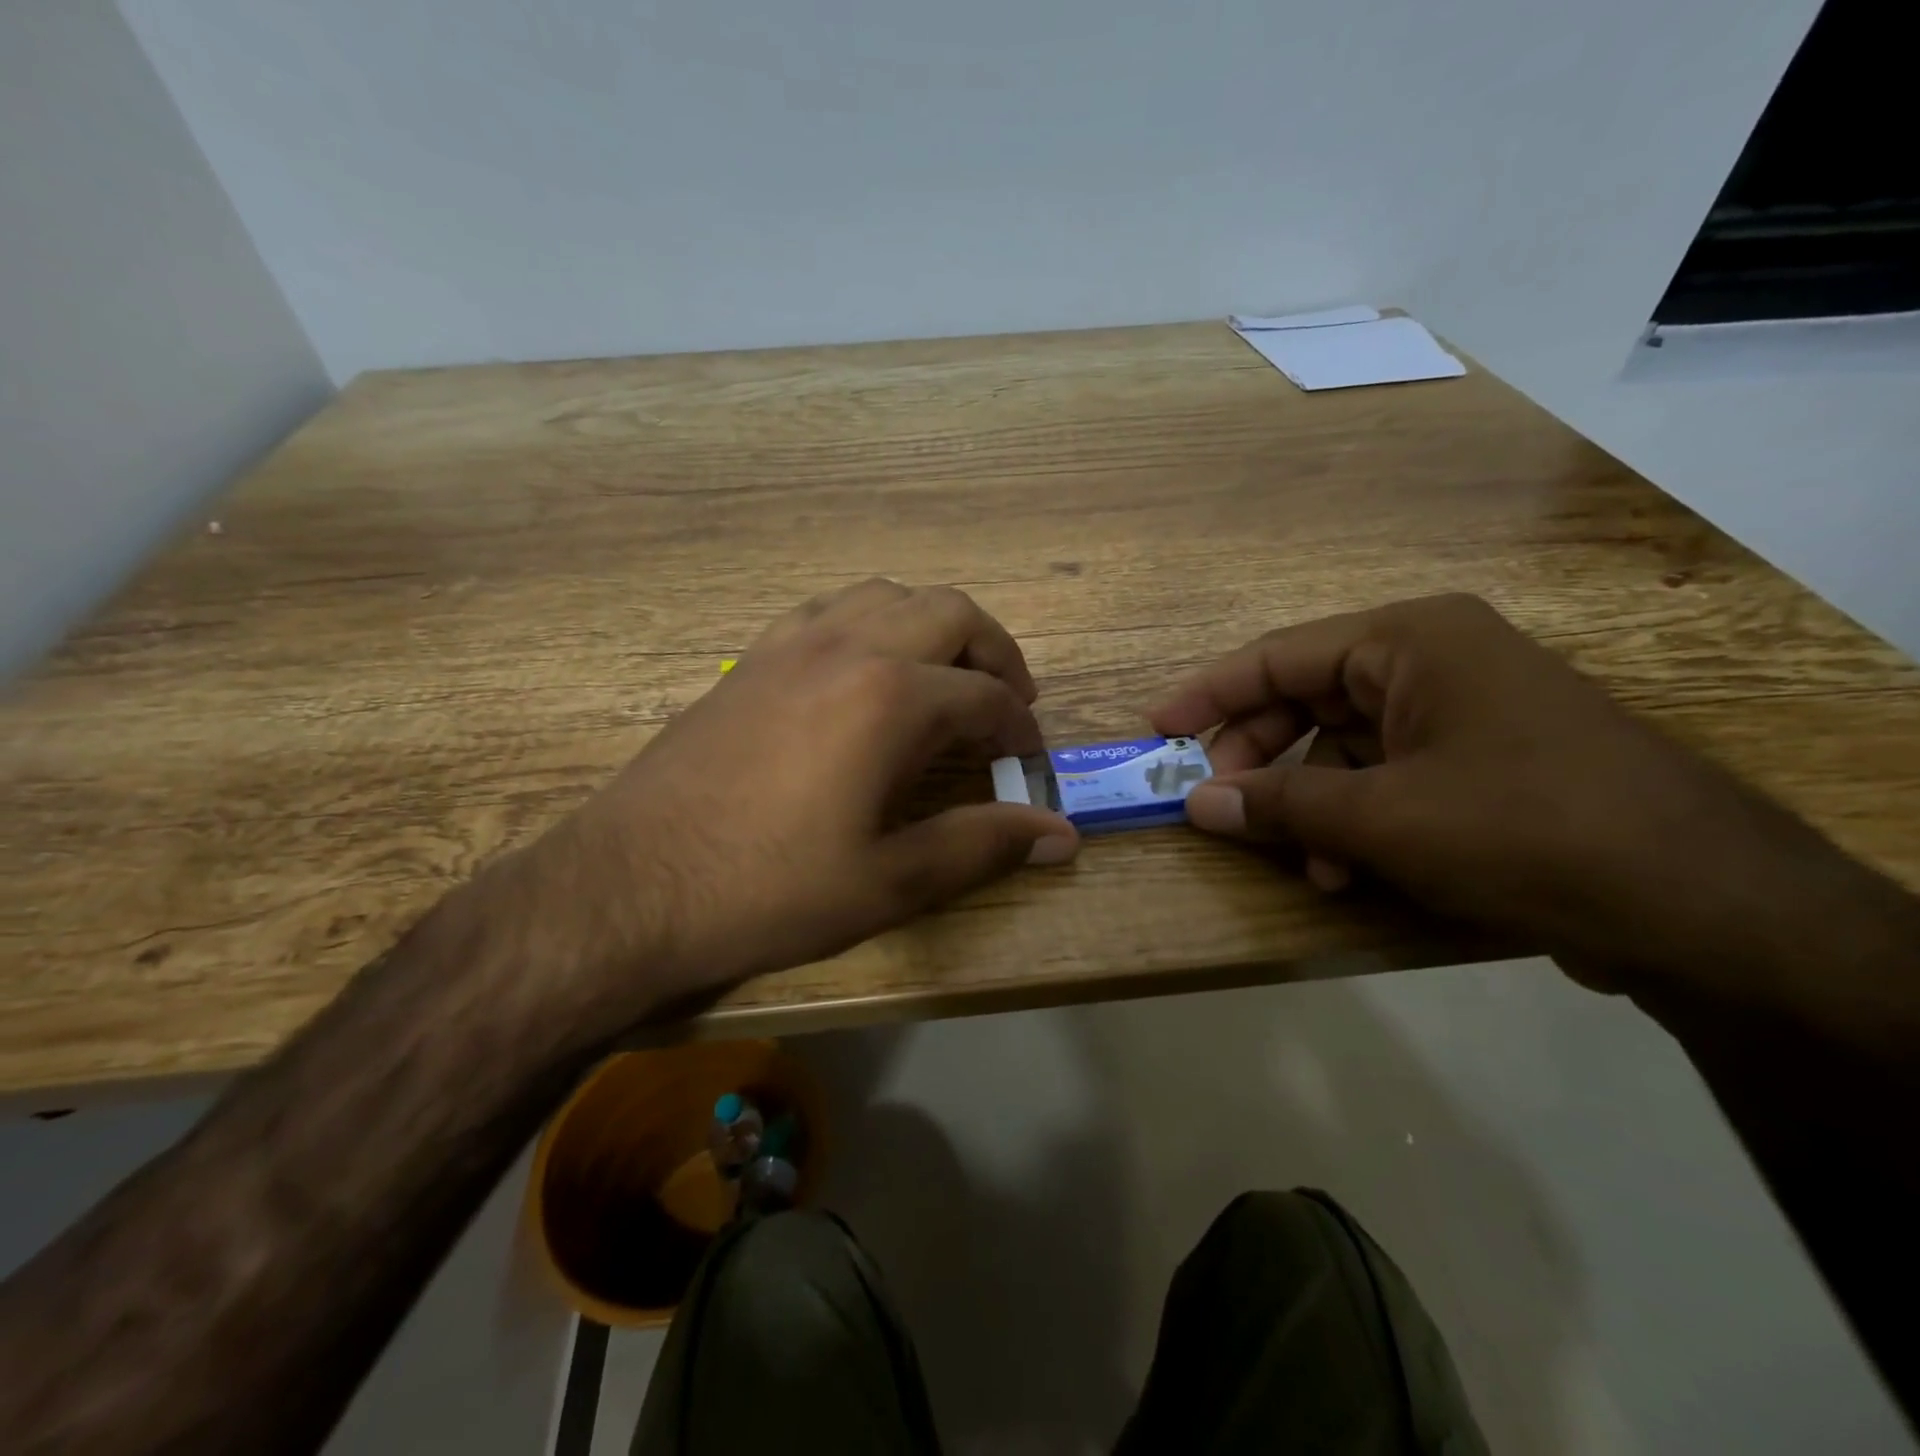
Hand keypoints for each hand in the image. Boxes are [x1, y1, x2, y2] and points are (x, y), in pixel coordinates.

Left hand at [527, 579, 1077, 1021]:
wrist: (628, 889)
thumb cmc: (769, 891)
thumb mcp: (890, 882)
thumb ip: (982, 845)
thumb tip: (1061, 837)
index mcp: (891, 698)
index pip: (987, 696)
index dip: (1022, 730)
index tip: (1030, 763)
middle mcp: (848, 646)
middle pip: (950, 612)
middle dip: (995, 652)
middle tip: (1006, 705)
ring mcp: (791, 642)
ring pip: (888, 595)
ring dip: (933, 627)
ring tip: (945, 680)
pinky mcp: (751, 657)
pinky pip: (829, 610)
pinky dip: (871, 624)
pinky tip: (866, 673)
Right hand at [1151, 593, 1890, 1005]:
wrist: (1706, 906)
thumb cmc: (1525, 829)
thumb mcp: (1382, 818)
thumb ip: (1279, 804)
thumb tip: (1195, 804)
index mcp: (1409, 641)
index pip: (1276, 655)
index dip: (1207, 695)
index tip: (1156, 730)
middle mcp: (1432, 662)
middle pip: (1306, 701)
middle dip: (1260, 760)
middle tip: (1218, 806)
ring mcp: (1460, 712)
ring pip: (1343, 747)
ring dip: (1308, 802)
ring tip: (1301, 860)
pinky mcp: (1481, 762)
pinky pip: (1385, 777)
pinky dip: (1354, 819)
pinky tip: (1347, 870)